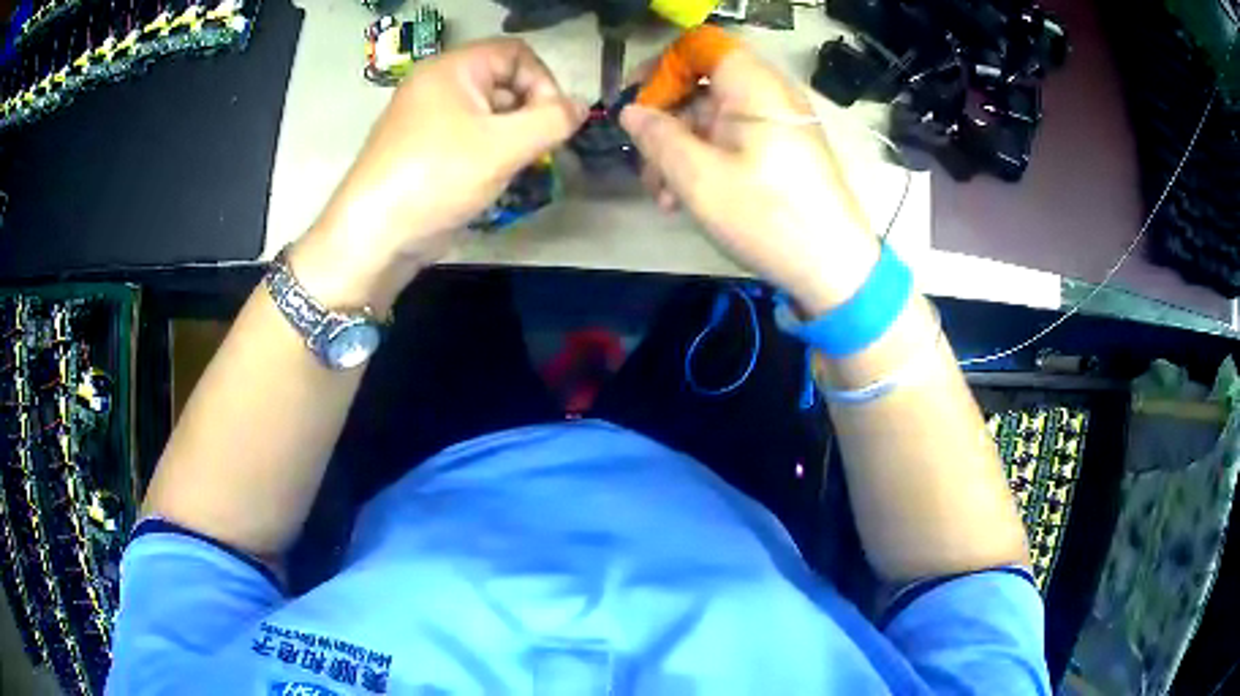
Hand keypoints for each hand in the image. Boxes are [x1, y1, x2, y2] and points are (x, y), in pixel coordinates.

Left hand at [294, 39, 585, 311]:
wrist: (373, 237)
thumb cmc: (437, 177)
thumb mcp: (504, 146)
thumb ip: (553, 120)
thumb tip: (581, 107)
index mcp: (452, 69)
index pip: (517, 54)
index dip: (544, 82)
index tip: (553, 122)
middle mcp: (438, 85)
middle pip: (504, 82)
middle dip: (529, 114)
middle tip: (536, 151)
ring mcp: (427, 118)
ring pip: (488, 114)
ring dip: (512, 138)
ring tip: (513, 169)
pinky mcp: (423, 149)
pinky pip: (469, 138)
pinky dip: (489, 153)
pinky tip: (491, 181)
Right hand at [620, 49, 879, 315]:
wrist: (833, 268)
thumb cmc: (766, 215)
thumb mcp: (698, 176)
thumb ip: (657, 137)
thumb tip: (631, 112)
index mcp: (752, 85)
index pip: (698, 47)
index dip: (662, 69)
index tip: (635, 105)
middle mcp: (766, 95)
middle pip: (702, 86)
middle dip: (664, 124)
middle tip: (643, 164)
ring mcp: (775, 124)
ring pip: (711, 120)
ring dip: (678, 152)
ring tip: (663, 196)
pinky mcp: (779, 152)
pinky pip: (732, 142)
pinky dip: (704, 162)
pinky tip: (685, 200)